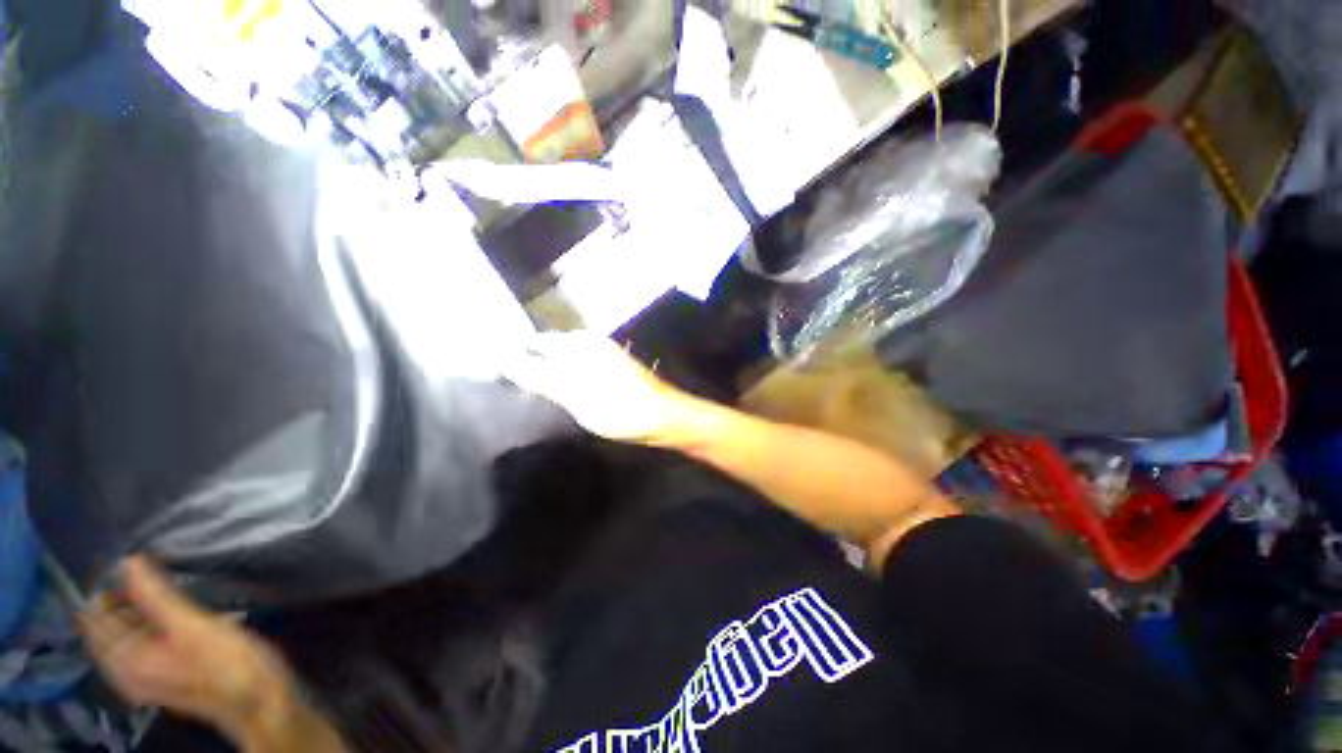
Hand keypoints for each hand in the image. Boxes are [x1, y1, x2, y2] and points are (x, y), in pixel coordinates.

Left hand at [80, 557, 292, 743]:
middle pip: (109, 627)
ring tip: (156, 583)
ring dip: (134, 609)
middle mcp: (125, 670)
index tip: (123, 559)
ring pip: (126, 635)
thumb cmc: (224, 660)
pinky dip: (146, 623)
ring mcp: (144, 676)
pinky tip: (167, 611)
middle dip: (118, 597)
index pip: (95, 617)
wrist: (256, 697)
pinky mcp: (163, 675)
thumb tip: (129, 561)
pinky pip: (141, 644)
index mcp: (124, 660)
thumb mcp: (192, 625)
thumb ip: (156, 595)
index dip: (103, 587)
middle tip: (142, 566)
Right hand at [504, 331, 695, 444]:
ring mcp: (605, 356)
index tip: (498, 377)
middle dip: (531, 366)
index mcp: (581, 344)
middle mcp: (592, 344)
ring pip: (565, 361)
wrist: (665, 417)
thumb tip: (505, 359)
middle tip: (513, 391)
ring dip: (549, 375)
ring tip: (533, 396)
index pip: (537, 343)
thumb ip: (540, 375)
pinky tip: (563, 397)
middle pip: (551, 350)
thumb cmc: (621, 407)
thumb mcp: (575, 393)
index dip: (516, 357)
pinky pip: (580, 371)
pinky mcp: (613, 371)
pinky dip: (567, 381)